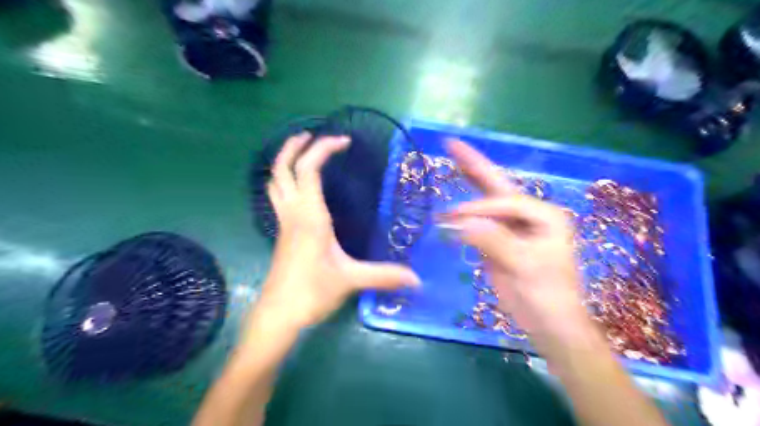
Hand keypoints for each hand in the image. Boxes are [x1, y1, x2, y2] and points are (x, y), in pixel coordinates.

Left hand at [254, 135, 421, 330]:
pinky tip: (301, 189)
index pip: (309, 170)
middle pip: (282, 169)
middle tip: (310, 135)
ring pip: (275, 182)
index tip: (344, 141)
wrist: (278, 315)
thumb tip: (417, 278)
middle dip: (293, 147)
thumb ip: (384, 276)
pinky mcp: (282, 234)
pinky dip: (286, 182)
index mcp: (310, 216)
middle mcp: (293, 213)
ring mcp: (284, 223)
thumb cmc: (311, 293)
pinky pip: (278, 197)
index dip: (323, 149)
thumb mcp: (351, 280)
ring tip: (301, 153)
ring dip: (284, 162)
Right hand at [447, 139, 592, 349]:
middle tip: (452, 144)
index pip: (505, 202)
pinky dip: (464, 212)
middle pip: (497, 186)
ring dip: (467, 183)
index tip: (455, 218)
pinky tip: (453, 200)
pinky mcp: (499, 240)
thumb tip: (462, 223)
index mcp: (543, 215)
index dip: (480, 208)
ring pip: (486, 200)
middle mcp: (528, 214)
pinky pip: (478, 221)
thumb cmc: (547, 294)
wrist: (549, 322)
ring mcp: (512, 226)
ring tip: (451, 159)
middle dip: (475, 165)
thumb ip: (493, 241)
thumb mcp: (523, 266)